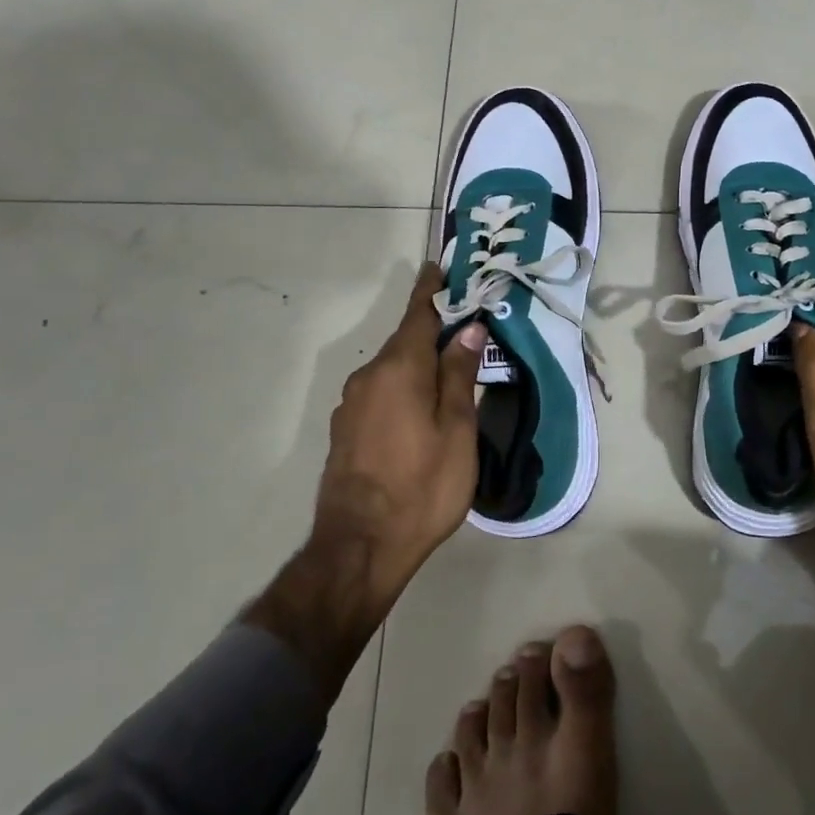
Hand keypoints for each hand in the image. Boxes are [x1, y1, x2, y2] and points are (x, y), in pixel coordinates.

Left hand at [246, 264, 485, 700]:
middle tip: (466, 328)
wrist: (359, 548)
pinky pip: (380, 393)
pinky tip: (420, 410)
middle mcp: (369, 376)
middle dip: (433, 331)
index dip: (432, 289)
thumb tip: (468, 329)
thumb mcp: (457, 429)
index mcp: (399, 368)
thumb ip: (459, 374)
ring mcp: (352, 404)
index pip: (418, 313)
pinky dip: (403, 388)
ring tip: (449, 372)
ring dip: (418, 363)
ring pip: (392, 369)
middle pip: (406, 341)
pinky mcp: (345, 430)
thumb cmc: (422, 486)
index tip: (439, 266)